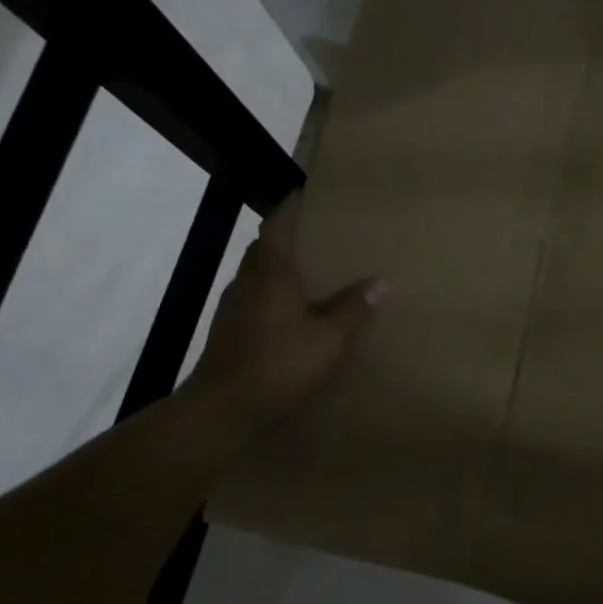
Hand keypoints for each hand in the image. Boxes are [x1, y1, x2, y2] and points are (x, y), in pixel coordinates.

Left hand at [175, 191, 382, 443]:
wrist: (221, 412)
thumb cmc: (278, 365)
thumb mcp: (329, 339)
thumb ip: (354, 308)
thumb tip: (381, 280)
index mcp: (272, 272)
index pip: (279, 224)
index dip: (293, 206)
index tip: (309, 192)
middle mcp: (248, 281)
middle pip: (266, 246)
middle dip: (289, 234)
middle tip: (320, 232)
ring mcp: (234, 306)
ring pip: (258, 273)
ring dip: (280, 265)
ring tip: (312, 269)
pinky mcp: (229, 330)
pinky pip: (255, 297)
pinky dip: (274, 292)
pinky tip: (293, 310)